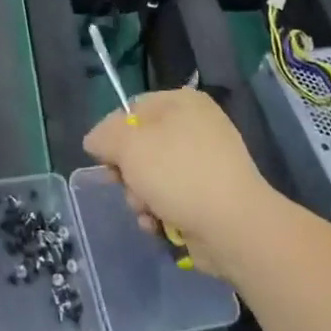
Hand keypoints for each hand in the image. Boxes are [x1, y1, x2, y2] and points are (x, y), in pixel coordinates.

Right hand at [82, 88, 274, 276]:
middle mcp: (197, 126)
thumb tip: (95, 140)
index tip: (105, 160)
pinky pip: (172, 198)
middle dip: (128, 173)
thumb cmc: (179, 175)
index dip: (112, 134)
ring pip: (153, 176)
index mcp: (182, 103)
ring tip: (147, 212)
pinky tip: (159, 225)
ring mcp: (206, 163)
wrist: (235, 227)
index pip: (131, 109)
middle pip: (141, 146)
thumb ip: (105, 136)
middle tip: (126, 187)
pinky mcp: (211, 196)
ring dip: (141, 197)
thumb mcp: (129, 146)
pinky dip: (161, 212)